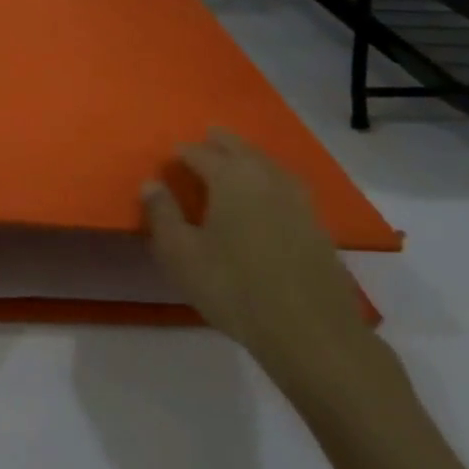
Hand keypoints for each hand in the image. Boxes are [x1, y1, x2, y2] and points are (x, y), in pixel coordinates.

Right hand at [140, 131, 369, 378]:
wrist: (310, 331)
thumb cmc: (234, 287)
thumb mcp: (180, 253)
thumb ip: (162, 213)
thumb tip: (151, 183)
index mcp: (231, 178)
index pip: (201, 153)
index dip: (183, 153)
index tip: (171, 156)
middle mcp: (265, 178)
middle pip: (240, 149)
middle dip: (221, 142)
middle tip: (207, 137)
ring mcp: (297, 200)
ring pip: (268, 164)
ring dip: (249, 156)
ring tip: (236, 159)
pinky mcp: (317, 224)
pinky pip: (287, 185)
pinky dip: (271, 178)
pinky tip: (267, 193)